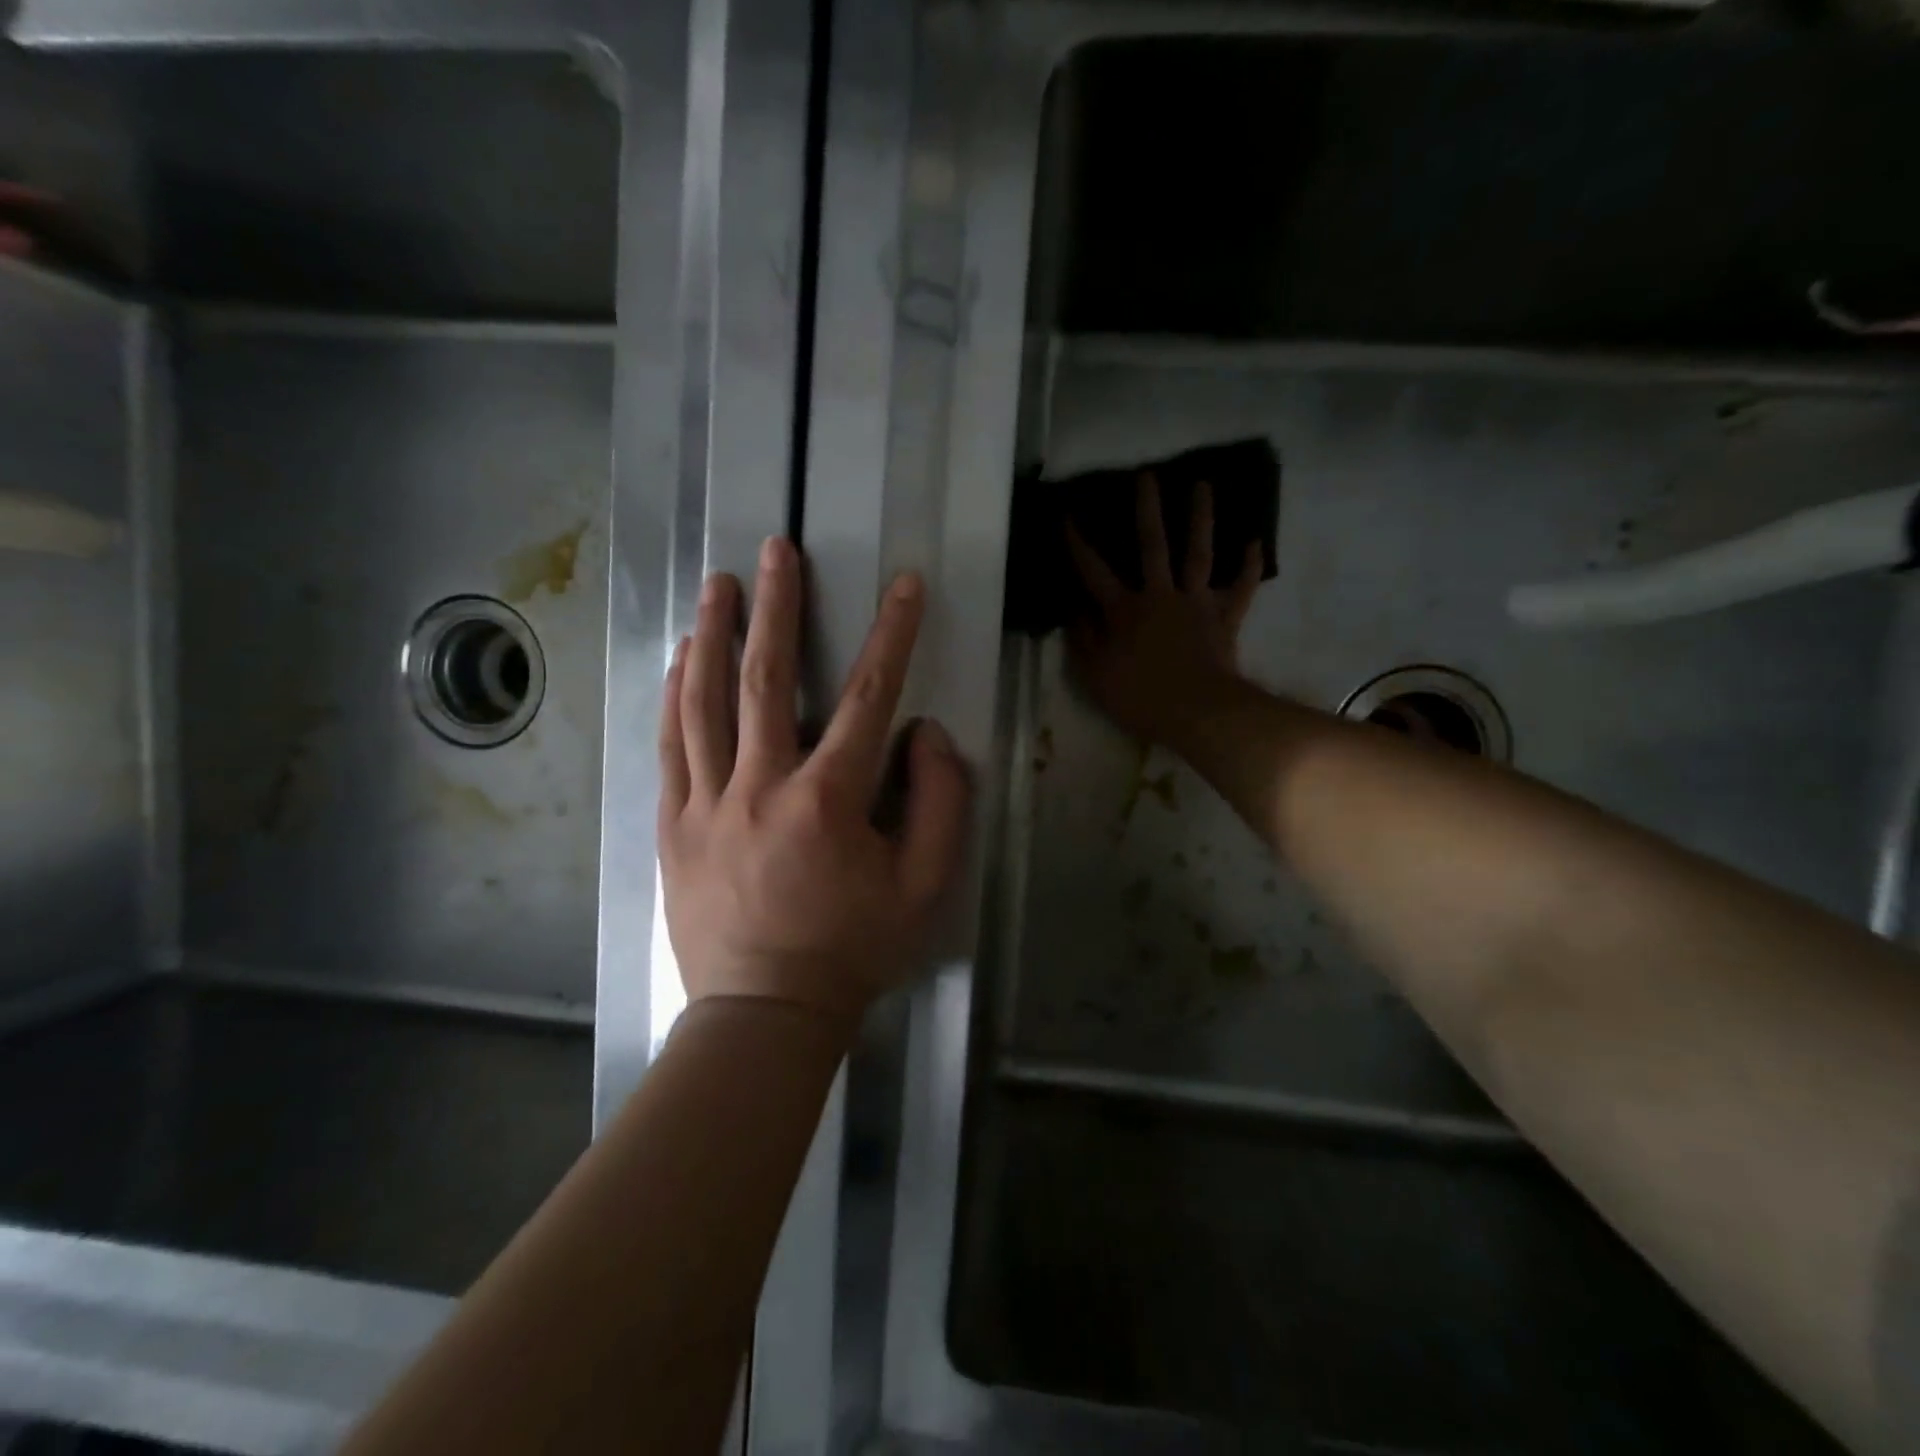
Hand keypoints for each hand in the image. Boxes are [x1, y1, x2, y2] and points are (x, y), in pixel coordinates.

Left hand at [658, 537, 970, 1023]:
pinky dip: (674, 698)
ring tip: (716, 587)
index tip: (903, 585)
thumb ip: (941, 805)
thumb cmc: (853, 951)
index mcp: (827, 802)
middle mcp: (760, 788)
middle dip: (776, 608)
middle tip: (775, 551)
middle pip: (765, 681)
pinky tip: (679, 663)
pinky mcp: (672, 827)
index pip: (869, 698)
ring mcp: (706, 805)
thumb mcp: (925, 888)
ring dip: (712, 638)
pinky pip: (670, 749)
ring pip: (704, 704)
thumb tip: (925, 735)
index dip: (892, 635)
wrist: (764, 1014)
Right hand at [1067, 472, 1263, 746]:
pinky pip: (1239, 588)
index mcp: (1124, 610)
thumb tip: (1072, 608)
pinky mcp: (1224, 618)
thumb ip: (1082, 638)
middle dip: (1147, 509)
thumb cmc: (1139, 697)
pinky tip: (1254, 541)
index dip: (1077, 544)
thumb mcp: (1095, 674)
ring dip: (1200, 518)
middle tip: (1147, 475)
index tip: (1066, 516)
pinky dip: (1248, 566)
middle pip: (1152, 545)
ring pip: (1198, 553)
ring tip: (1203, 485)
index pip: (1093, 571)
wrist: (1197, 713)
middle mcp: (1160, 595)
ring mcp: (1196, 604)